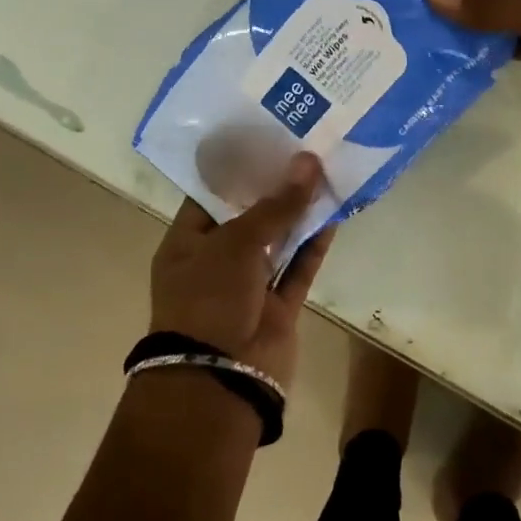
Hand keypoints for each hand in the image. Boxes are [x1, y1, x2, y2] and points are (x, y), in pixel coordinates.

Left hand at [148, 152, 334, 391]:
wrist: (220, 379)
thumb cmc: (210, 298)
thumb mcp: (237, 243)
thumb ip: (277, 205)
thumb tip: (309, 162)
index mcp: (187, 242)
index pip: (210, 195)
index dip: (238, 168)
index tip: (267, 140)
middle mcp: (216, 261)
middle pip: (248, 216)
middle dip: (274, 187)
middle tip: (302, 149)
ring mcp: (248, 286)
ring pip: (277, 241)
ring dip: (298, 213)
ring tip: (324, 173)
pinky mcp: (278, 307)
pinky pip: (298, 268)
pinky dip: (314, 245)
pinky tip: (333, 213)